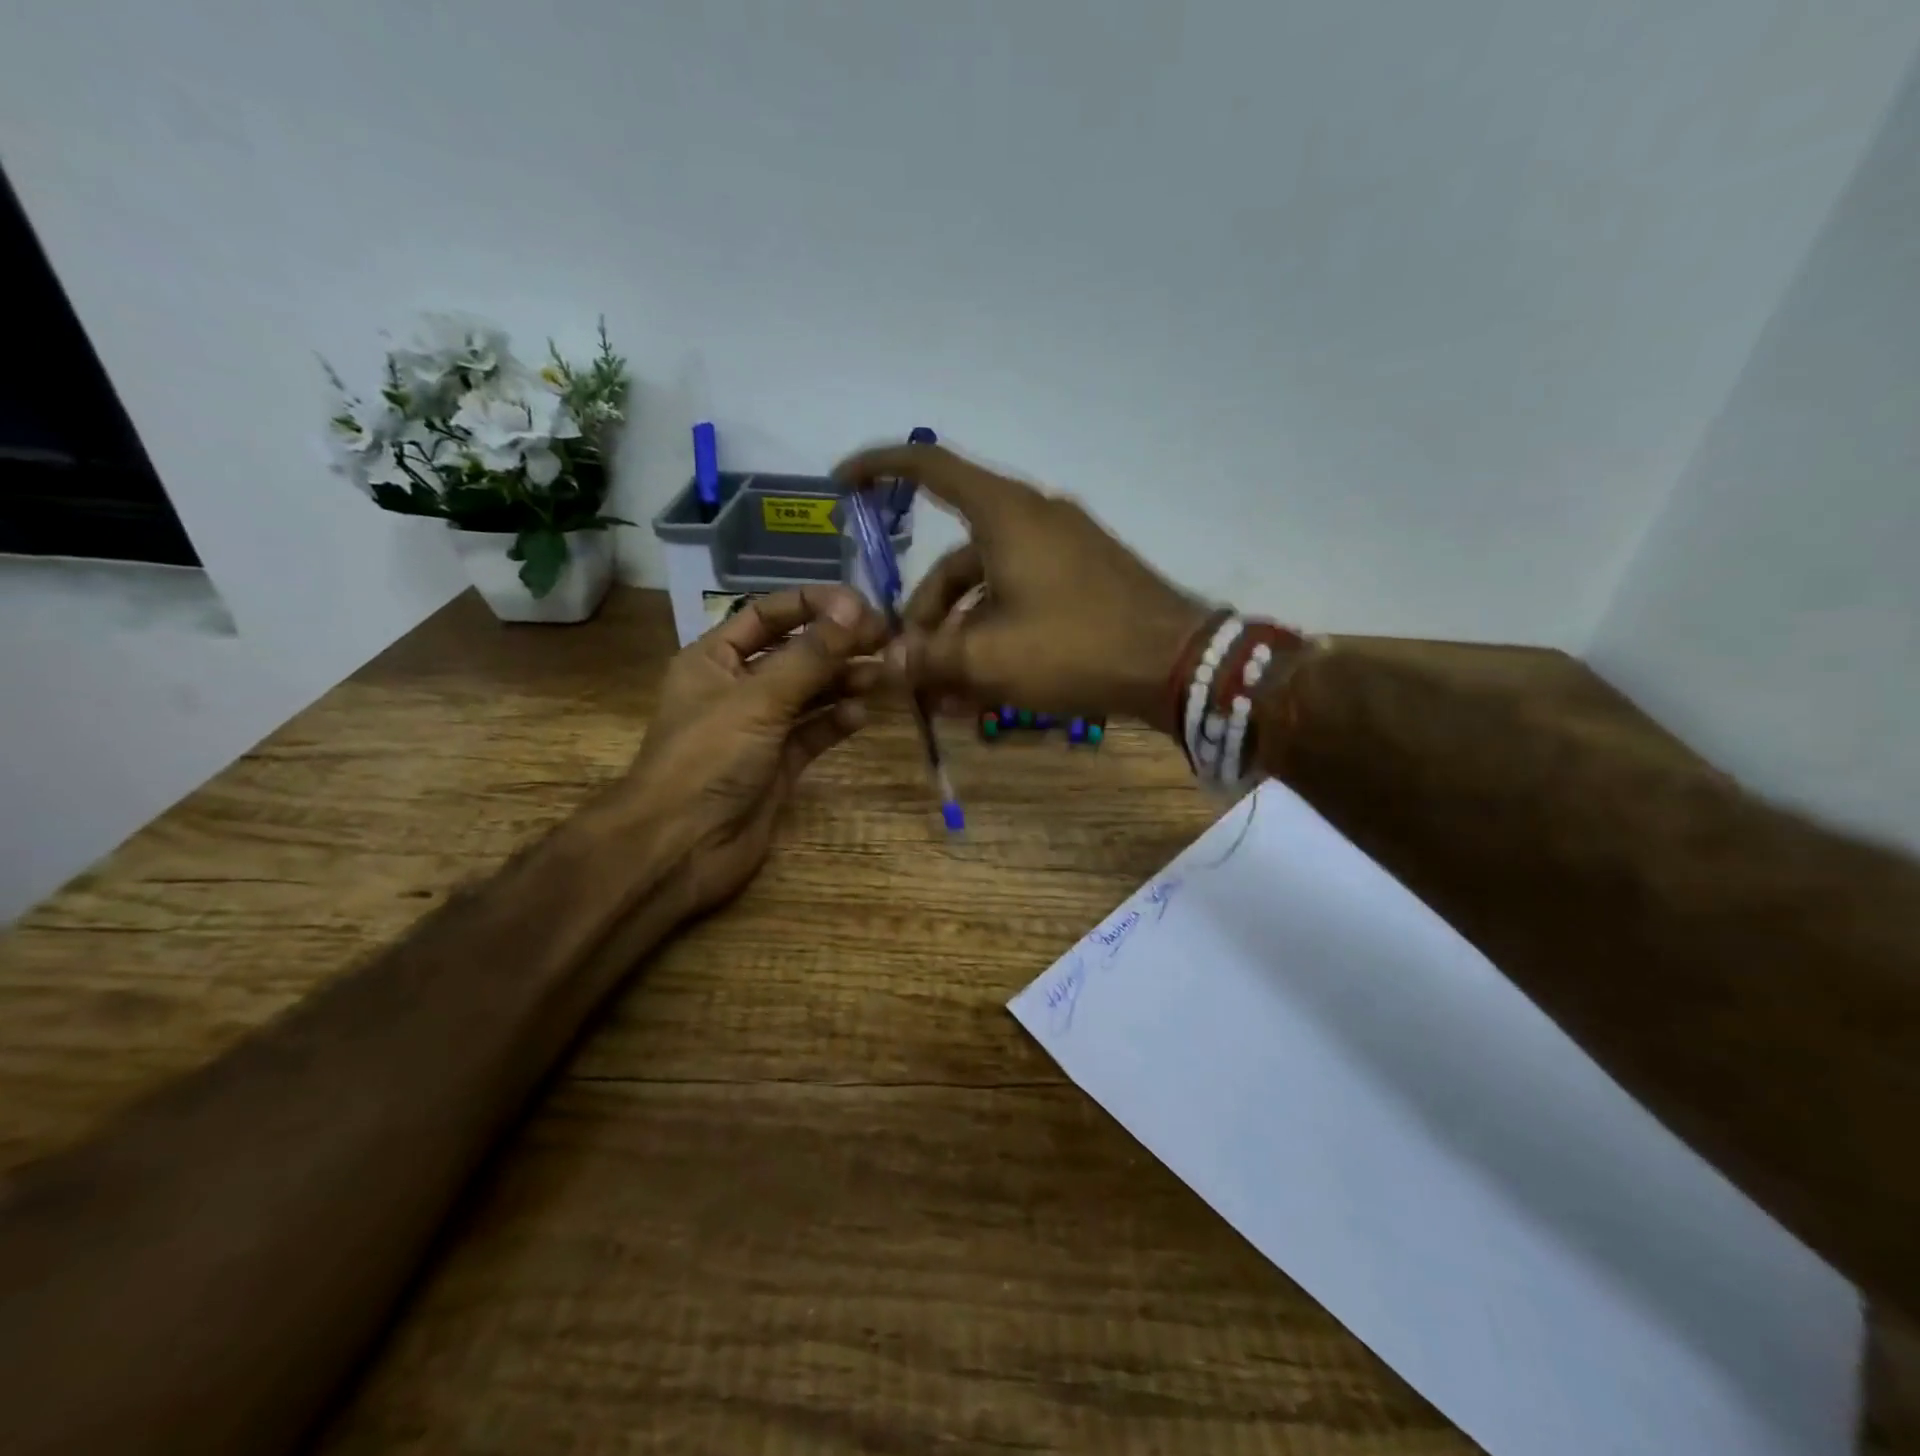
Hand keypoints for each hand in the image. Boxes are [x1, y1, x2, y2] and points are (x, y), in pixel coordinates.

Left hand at [609, 585, 887, 915]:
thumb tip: (854, 609)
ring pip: (810, 694)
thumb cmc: (709, 759)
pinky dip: (837, 722)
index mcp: (715, 659)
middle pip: (796, 653)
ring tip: (884, 674)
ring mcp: (760, 729)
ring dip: (844, 681)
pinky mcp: (779, 765)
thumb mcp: (759, 698)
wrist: (681, 846)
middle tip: (887, 639)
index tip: (861, 605)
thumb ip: (810, 656)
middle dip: (837, 644)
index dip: (812, 604)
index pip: (767, 615)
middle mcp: (739, 688)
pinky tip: (861, 716)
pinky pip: (814, 733)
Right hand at [834, 443, 1210, 730]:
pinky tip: (986, 688)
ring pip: (987, 587)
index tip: (842, 483)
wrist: (1177, 663)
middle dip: (926, 614)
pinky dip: (997, 634)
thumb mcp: (989, 658)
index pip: (930, 467)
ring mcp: (1062, 548)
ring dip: (961, 636)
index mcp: (1005, 514)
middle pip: (955, 559)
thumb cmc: (1074, 647)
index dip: (880, 469)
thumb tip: (887, 664)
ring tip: (947, 695)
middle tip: (912, 667)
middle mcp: (1032, 519)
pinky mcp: (1083, 578)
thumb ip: (929, 658)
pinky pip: (1021, 599)